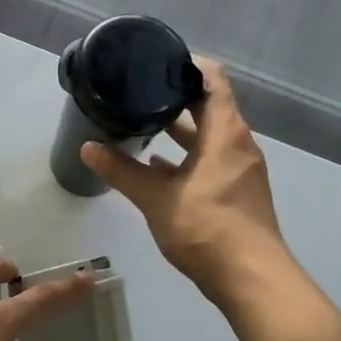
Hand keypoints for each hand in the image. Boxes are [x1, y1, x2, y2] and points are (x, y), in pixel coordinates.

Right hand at [83, 57, 288, 302]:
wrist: (252, 280)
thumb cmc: (207, 228)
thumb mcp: (156, 198)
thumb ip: (121, 170)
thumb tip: (87, 146)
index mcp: (225, 133)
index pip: (213, 80)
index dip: (189, 64)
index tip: (158, 59)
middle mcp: (238, 144)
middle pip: (210, 106)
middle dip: (177, 96)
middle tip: (140, 88)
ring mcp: (241, 169)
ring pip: (209, 136)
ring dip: (181, 128)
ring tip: (143, 121)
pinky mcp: (237, 192)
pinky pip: (211, 160)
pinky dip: (187, 157)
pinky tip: (157, 165)